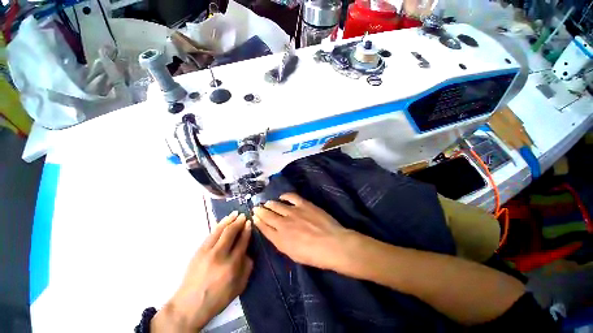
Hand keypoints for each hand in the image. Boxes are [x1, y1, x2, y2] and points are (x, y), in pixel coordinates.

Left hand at [152, 211, 252, 332]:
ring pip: (220, 230)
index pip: (242, 241)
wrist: (189, 305)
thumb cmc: (218, 298)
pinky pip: (210, 234)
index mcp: (232, 265)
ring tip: (235, 213)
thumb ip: (247, 267)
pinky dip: (218, 225)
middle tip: (244, 215)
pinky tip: (223, 221)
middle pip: (231, 232)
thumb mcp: (239, 286)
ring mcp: (207, 252)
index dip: (247, 230)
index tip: (250, 223)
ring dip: (228, 220)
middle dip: (239, 222)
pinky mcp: (198, 251)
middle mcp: (219, 255)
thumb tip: (248, 251)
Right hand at [253, 193, 353, 270]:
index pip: (264, 228)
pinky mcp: (303, 204)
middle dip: (260, 211)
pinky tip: (282, 196)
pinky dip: (284, 196)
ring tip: (266, 203)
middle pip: (268, 215)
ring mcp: (293, 212)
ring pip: (276, 205)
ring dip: (270, 204)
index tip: (254, 217)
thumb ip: (281, 242)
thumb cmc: (313, 255)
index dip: (258, 221)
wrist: (331, 244)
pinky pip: (291, 197)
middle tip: (257, 208)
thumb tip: (274, 232)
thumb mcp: (293, 254)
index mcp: (280, 239)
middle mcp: (283, 223)